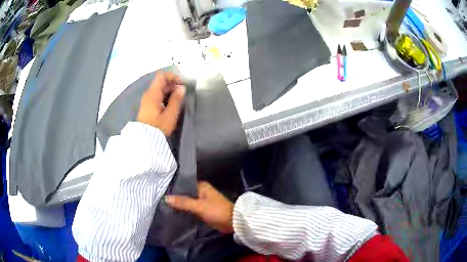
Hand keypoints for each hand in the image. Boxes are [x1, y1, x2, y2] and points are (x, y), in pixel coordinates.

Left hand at [137, 72, 184, 135]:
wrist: (145, 141)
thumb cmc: (158, 127)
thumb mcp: (170, 114)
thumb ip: (176, 99)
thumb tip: (182, 88)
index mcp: (153, 94)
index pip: (161, 76)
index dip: (173, 77)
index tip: (181, 84)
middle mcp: (148, 94)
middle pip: (160, 82)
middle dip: (172, 84)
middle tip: (182, 92)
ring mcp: (147, 100)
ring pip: (159, 89)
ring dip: (169, 90)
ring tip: (178, 98)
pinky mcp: (147, 106)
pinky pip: (156, 95)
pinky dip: (165, 95)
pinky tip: (171, 103)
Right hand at [165, 182, 234, 233]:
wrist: (232, 222)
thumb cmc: (217, 211)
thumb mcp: (199, 206)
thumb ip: (183, 202)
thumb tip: (166, 198)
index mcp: (201, 186)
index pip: (183, 184)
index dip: (173, 188)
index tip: (161, 191)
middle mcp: (201, 191)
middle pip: (185, 193)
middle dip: (175, 197)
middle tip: (161, 200)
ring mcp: (202, 201)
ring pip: (187, 201)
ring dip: (180, 204)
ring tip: (165, 206)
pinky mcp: (203, 209)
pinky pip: (191, 208)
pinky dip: (185, 210)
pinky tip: (175, 212)